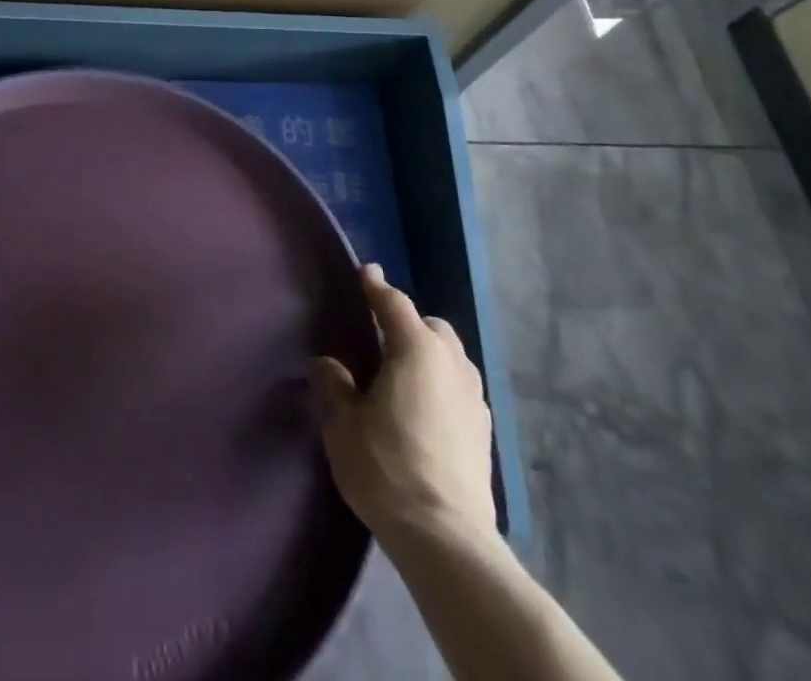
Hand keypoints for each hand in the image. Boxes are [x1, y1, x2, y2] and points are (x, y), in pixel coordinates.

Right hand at [310, 264, 496, 546]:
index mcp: (416, 350)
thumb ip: (335, 385)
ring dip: (429, 354)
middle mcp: (452, 363)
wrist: (445, 538)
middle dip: (408, 323)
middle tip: (381, 337)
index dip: (376, 287)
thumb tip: (326, 363)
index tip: (366, 272)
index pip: (393, 303)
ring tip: (403, 374)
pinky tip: (424, 409)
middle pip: (431, 327)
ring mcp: (474, 398)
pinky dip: (441, 384)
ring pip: (451, 357)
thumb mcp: (343, 424)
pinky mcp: (484, 432)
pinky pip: (459, 387)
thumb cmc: (386, 467)